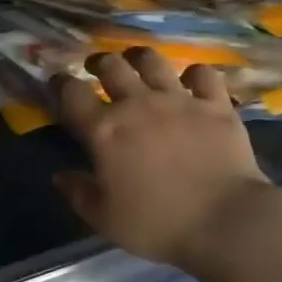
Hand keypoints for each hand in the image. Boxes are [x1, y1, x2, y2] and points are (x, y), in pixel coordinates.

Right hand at [52, 48, 270, 272]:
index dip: (60, 84)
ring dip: (139, 58)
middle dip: (98, 63)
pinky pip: (203, 74)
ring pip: (152, 61)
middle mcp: (137, 104)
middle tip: (96, 68)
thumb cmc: (157, 223)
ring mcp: (179, 100)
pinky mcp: (215, 105)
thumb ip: (78, 193)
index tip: (57, 84)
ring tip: (137, 62)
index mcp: (104, 131)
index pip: (71, 93)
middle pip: (110, 66)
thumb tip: (60, 176)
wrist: (225, 222)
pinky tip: (191, 82)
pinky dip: (194, 74)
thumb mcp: (104, 219)